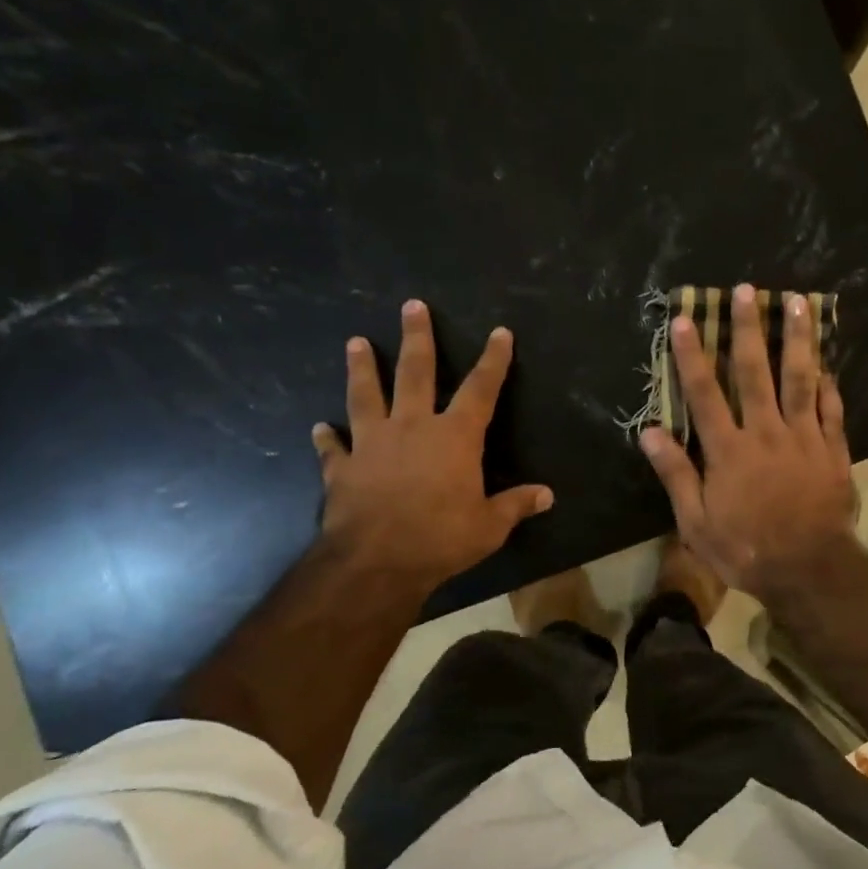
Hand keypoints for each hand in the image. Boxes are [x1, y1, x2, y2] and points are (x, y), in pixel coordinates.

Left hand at [311, 300, 552, 595]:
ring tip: (355, 342)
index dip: (493, 360)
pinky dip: (327, 438)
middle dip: (417, 338)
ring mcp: (372, 444)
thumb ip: (515, 505)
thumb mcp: (489, 526)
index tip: (499, 333)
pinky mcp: (342, 468)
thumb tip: (548, 495)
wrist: (375, 562)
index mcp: (455, 437)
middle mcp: (413, 427)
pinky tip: (319, 427)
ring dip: (362, 368)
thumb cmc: (440, 538)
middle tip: (411, 306)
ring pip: (366, 395)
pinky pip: (333, 448)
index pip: (481, 389)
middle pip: (415, 372)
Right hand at [639, 284, 857, 603]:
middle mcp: (766, 432)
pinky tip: (828, 362)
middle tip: (746, 290)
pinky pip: (832, 409)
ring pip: (801, 379)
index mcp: (729, 449)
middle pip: (756, 372)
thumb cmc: (745, 549)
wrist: (808, 570)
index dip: (692, 354)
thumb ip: (675, 473)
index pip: (705, 392)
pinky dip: (830, 384)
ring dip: (798, 339)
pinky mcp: (833, 451)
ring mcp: (804, 438)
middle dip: (748, 328)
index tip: (684, 319)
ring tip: (798, 302)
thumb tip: (649, 431)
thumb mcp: (696, 522)